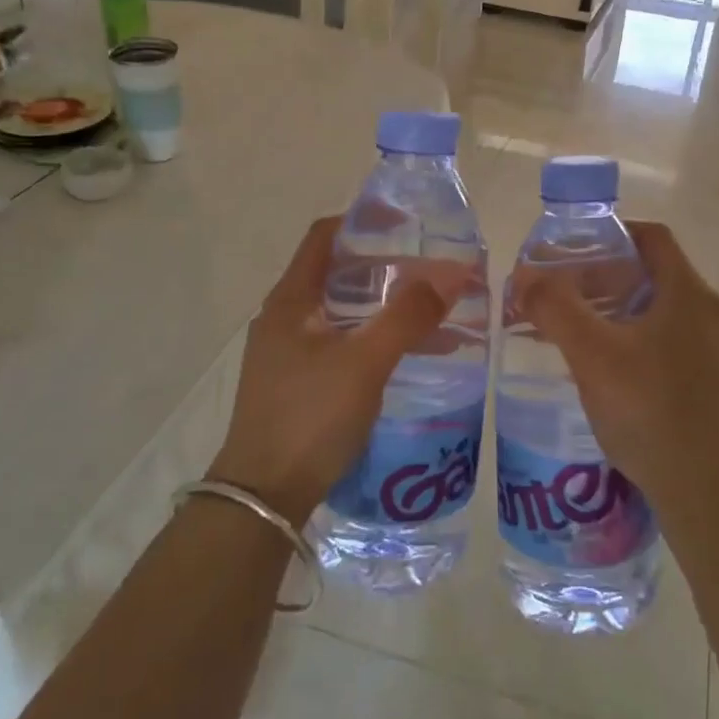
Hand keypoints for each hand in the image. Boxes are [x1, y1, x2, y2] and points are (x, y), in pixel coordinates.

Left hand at [208, 217, 467, 522]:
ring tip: (434, 313)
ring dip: (385, 307)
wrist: (263, 497)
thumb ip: (408, 316)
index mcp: (290, 300)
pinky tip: (409, 356)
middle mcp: (284, 318)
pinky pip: (342, 344)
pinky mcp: (298, 383)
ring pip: (343, 312)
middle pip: (338, 274)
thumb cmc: (309, 418)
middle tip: (433, 270)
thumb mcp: (364, 362)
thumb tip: (455, 273)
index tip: (409, 222)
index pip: (325, 237)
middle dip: (386, 268)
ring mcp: (288, 353)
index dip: (364, 221)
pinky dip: (375, 338)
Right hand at [514, 221, 718, 526]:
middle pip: (650, 273)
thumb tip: (524, 276)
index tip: (572, 247)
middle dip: (602, 275)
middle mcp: (705, 313)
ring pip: (655, 310)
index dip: (611, 233)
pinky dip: (628, 338)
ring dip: (613, 308)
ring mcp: (709, 349)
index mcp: (687, 292)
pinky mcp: (705, 381)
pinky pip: (662, 341)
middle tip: (559, 289)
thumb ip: (555, 307)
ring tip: (570, 326)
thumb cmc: (648, 408)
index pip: (652, 237)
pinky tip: (599, 366)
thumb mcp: (592, 353)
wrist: (701, 488)